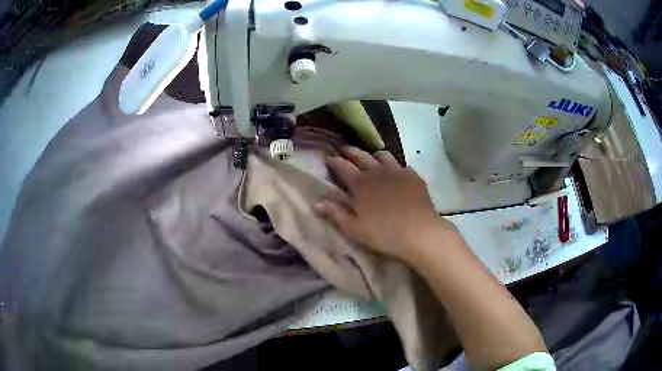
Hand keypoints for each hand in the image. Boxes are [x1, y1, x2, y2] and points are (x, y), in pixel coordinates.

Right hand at [314, 147, 455, 260]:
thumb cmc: (383, 233)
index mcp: (360, 184)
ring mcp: (397, 171)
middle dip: (351, 152)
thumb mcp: (354, 228)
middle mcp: (377, 172)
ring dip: (374, 155)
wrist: (419, 232)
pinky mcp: (413, 176)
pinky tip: (397, 174)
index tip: (328, 158)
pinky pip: (402, 165)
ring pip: (383, 156)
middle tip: (344, 151)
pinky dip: (395, 167)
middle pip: (361, 156)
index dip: (333, 161)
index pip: (342, 166)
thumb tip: (317, 203)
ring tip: (372, 158)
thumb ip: (336, 213)